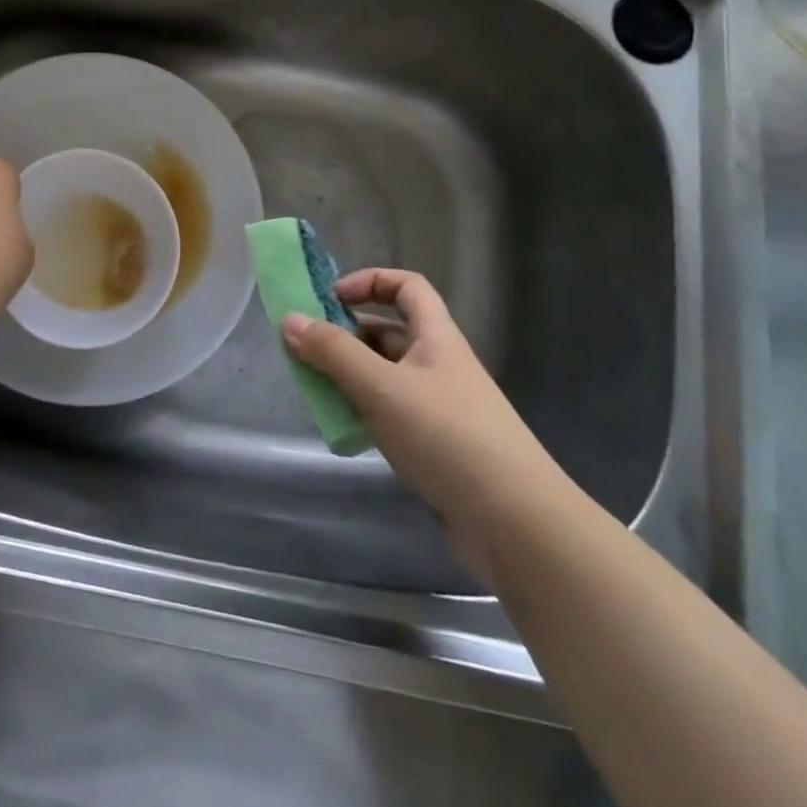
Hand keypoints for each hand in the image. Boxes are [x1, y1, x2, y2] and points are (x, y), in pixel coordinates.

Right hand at [281, 267, 569, 585]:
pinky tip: (345, 431)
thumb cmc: (447, 437)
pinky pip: (392, 414)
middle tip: (307, 350)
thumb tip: (290, 319)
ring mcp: (441, 408)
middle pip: (389, 332)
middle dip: (347, 336)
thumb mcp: (381, 387)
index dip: (369, 282)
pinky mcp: (438, 447)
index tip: (331, 299)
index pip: (406, 287)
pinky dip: (365, 413)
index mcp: (436, 338)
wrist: (516, 524)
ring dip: (351, 377)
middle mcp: (440, 365)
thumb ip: (333, 352)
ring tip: (315, 390)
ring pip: (386, 376)